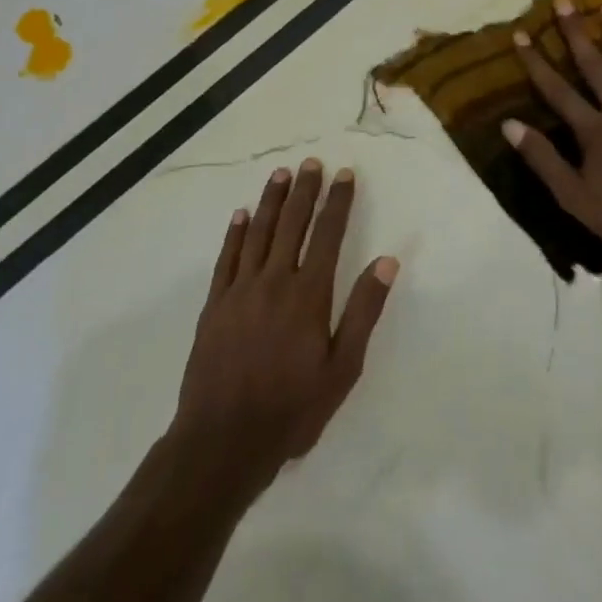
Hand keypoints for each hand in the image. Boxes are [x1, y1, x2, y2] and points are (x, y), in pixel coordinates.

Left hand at [172, 159, 397, 496]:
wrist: (224, 439)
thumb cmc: (293, 408)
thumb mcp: (343, 368)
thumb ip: (364, 311)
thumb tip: (387, 262)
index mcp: (309, 295)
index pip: (327, 235)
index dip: (338, 202)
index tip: (345, 175)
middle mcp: (274, 281)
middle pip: (291, 225)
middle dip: (304, 191)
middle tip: (311, 162)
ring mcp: (239, 291)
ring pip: (257, 233)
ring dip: (270, 201)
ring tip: (280, 175)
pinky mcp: (214, 305)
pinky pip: (226, 258)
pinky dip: (235, 233)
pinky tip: (241, 215)